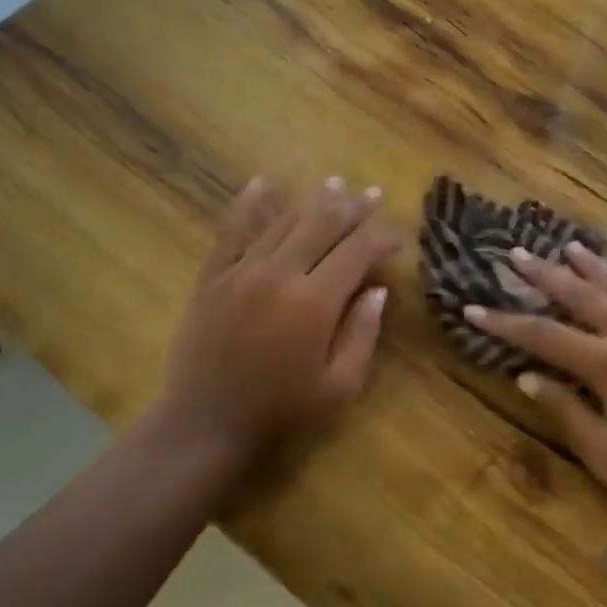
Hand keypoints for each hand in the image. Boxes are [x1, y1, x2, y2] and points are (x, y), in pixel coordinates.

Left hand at [149, 176, 400, 463]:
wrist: (207, 423)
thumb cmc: (282, 411)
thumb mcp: (339, 386)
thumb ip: (363, 334)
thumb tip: (378, 290)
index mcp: (315, 302)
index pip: (357, 251)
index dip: (382, 236)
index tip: (399, 234)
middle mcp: (278, 273)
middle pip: (322, 224)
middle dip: (353, 208)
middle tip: (373, 195)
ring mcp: (241, 270)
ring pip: (283, 221)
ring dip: (313, 200)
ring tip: (337, 185)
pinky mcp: (213, 276)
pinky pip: (232, 229)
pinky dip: (250, 203)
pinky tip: (264, 183)